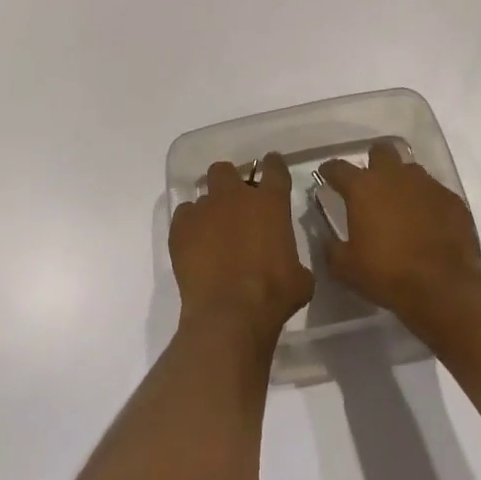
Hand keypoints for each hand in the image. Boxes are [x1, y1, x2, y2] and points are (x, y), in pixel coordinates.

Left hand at [169, 155, 312, 342]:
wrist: (230, 313)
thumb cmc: (273, 294)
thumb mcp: (299, 279)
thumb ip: (294, 261)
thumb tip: (291, 267)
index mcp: (270, 202)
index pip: (274, 168)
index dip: (273, 165)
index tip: (272, 166)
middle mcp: (235, 196)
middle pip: (226, 170)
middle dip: (229, 182)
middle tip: (234, 204)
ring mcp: (205, 209)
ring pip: (202, 193)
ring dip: (209, 208)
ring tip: (212, 232)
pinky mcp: (180, 227)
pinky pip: (184, 215)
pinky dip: (189, 227)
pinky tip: (194, 246)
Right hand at [317, 140, 480, 321]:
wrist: (445, 289)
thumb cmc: (388, 274)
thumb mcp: (347, 269)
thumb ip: (332, 249)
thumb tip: (327, 240)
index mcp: (363, 188)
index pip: (338, 167)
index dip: (330, 171)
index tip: (327, 176)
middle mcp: (394, 176)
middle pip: (381, 151)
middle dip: (374, 162)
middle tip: (371, 184)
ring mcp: (427, 185)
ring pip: (410, 170)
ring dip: (403, 181)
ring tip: (401, 204)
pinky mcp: (452, 200)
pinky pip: (435, 192)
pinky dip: (428, 202)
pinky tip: (429, 222)